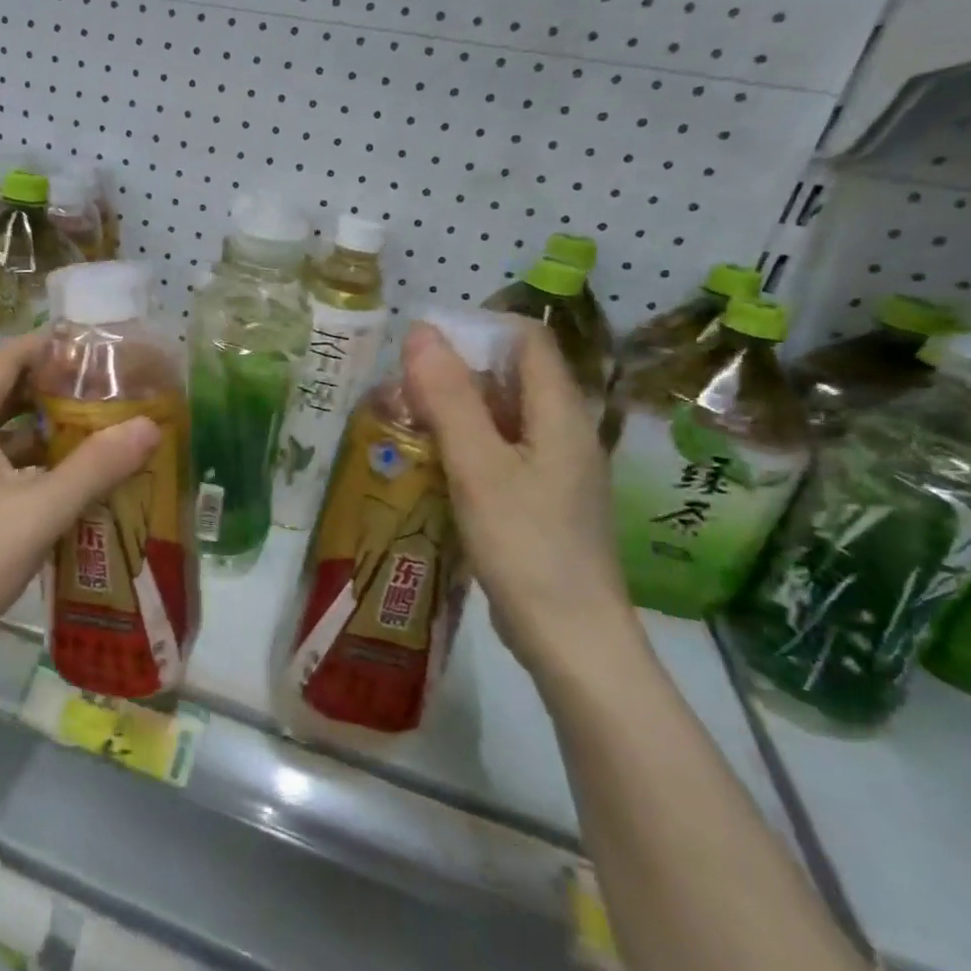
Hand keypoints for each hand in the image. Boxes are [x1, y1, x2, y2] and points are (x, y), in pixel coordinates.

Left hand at [0, 333, 160, 676]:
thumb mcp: (39, 514)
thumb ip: (95, 468)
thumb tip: (149, 426)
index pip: (5, 360)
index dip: (46, 346)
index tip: (91, 345)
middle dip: (50, 389)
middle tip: (102, 391)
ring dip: (37, 429)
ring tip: (88, 431)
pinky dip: (19, 461)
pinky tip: (54, 482)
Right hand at [401, 319, 639, 680]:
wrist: (570, 639)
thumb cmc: (526, 545)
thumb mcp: (478, 465)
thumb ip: (449, 397)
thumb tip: (421, 331)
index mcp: (560, 413)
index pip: (526, 340)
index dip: (477, 331)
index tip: (423, 349)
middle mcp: (563, 433)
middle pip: (510, 379)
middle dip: (454, 375)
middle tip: (400, 393)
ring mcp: (554, 470)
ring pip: (500, 419)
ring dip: (453, 413)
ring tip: (404, 426)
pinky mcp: (539, 502)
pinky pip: (499, 455)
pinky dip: (463, 449)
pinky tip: (429, 468)